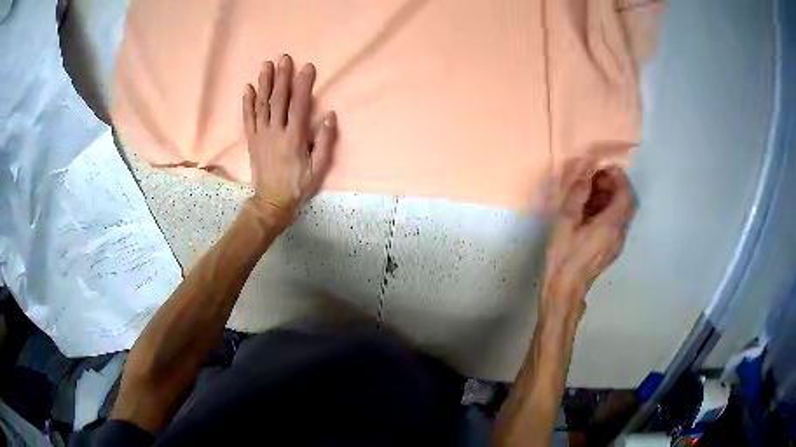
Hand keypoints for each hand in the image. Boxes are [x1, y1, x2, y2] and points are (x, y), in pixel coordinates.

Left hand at [242, 55, 336, 219]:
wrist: (272, 201)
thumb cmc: (298, 185)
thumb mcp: (319, 168)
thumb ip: (325, 142)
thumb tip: (329, 116)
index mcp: (294, 138)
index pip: (299, 105)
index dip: (303, 84)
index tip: (306, 67)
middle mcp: (275, 132)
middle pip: (278, 99)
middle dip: (282, 77)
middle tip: (284, 58)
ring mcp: (261, 135)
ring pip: (262, 105)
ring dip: (264, 83)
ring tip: (266, 65)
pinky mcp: (252, 141)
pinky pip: (248, 118)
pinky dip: (247, 103)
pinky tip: (248, 88)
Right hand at [543, 158, 634, 304]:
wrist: (565, 288)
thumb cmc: (564, 255)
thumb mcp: (565, 221)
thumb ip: (578, 195)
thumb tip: (586, 175)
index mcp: (611, 224)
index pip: (626, 194)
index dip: (618, 177)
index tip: (603, 168)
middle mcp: (619, 232)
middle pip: (627, 202)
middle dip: (615, 186)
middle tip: (596, 178)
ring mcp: (617, 243)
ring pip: (623, 213)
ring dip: (611, 198)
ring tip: (590, 193)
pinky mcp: (611, 249)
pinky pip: (617, 223)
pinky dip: (609, 211)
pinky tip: (591, 213)